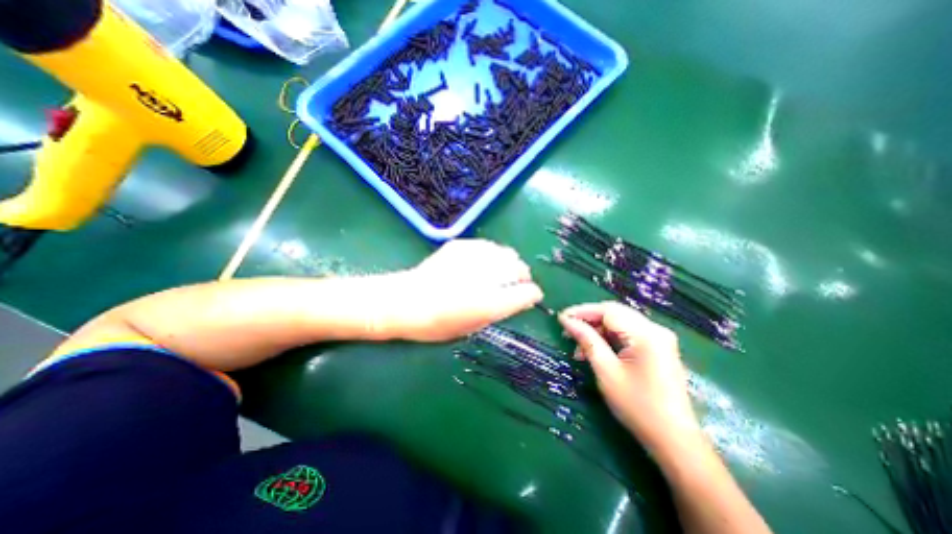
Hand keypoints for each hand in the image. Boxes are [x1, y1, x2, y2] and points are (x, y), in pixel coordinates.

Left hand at [383, 238, 542, 341]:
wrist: (405, 302)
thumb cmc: (437, 324)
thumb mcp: (473, 327)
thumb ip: (500, 311)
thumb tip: (519, 299)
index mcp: (490, 303)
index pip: (528, 293)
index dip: (532, 294)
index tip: (530, 296)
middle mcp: (486, 276)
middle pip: (520, 268)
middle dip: (522, 276)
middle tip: (514, 284)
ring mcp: (473, 257)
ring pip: (506, 253)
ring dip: (508, 263)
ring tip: (498, 272)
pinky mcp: (461, 245)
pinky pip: (488, 246)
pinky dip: (491, 255)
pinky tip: (480, 263)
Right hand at [559, 303, 696, 452]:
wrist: (674, 440)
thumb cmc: (637, 406)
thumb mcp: (606, 371)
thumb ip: (587, 340)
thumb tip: (567, 321)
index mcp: (646, 334)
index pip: (608, 310)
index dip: (582, 312)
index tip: (561, 318)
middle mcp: (656, 330)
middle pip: (615, 314)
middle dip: (589, 320)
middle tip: (567, 331)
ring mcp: (659, 339)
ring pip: (620, 323)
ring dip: (598, 331)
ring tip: (578, 348)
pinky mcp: (658, 348)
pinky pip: (628, 334)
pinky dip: (609, 339)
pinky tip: (595, 351)